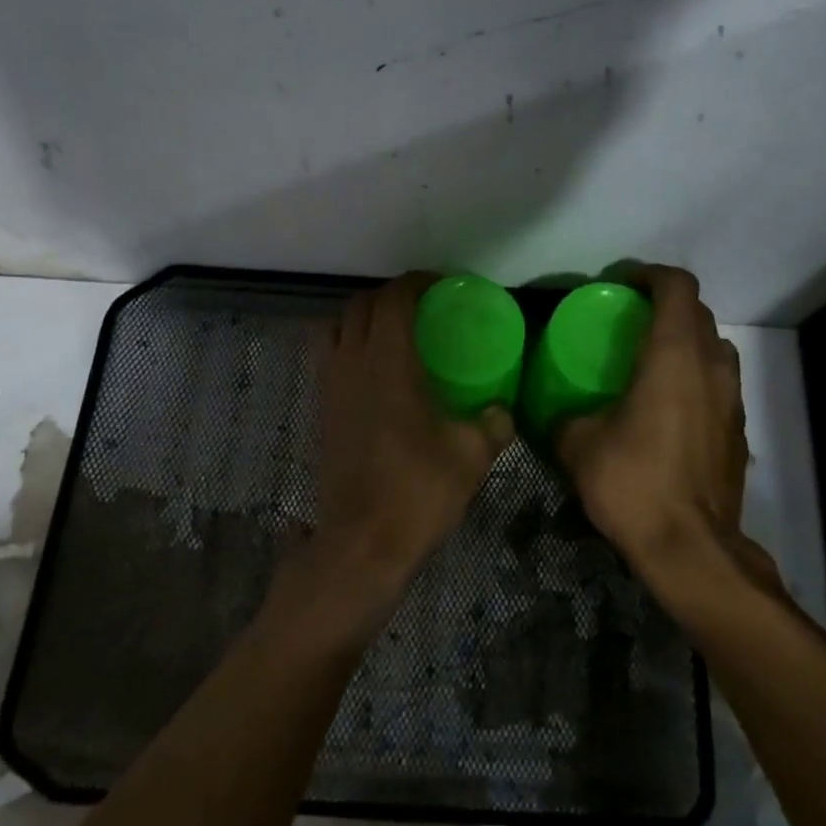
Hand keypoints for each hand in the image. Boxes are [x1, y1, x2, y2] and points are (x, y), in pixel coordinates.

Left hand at [297, 272, 514, 622]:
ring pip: (336, 328)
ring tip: (394, 333)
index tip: (441, 285)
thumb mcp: (471, 455)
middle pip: (360, 306)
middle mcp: (351, 363)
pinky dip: (349, 346)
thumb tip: (503, 411)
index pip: (394, 300)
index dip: (416, 283)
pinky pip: (329, 357)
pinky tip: (377, 372)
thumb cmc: (417, 491)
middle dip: (389, 296)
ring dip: (363, 318)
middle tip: (423, 308)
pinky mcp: (322, 411)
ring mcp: (329, 387)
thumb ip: (493, 424)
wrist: (362, 542)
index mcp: (387, 363)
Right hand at [556, 266, 784, 601]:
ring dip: (687, 341)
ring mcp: (732, 399)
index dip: (649, 274)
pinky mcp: (739, 430)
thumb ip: (564, 418)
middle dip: (665, 305)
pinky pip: (720, 383)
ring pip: (715, 347)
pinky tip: (669, 408)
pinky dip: (697, 377)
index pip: (676, 287)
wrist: (691, 548)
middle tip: (629, 320)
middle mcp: (711, 367)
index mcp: (673, 356)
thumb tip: (554, 412)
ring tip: (652, 360)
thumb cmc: (634, 483)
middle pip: (698, 312)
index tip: (622, 284)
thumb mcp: (579, 446)